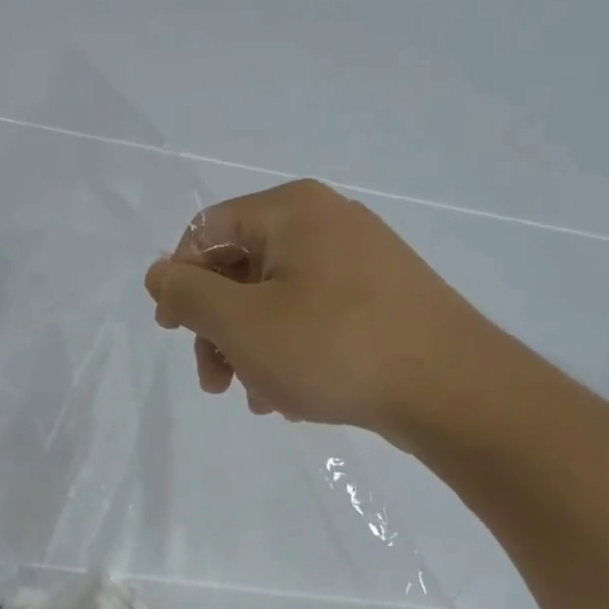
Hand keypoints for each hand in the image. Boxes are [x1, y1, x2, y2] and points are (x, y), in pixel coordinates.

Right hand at [143, 179, 496, 440]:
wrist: (451, 389)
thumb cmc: (333, 347)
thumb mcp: (241, 323)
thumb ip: (188, 294)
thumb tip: (158, 273)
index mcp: (291, 211)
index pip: (206, 231)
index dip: (179, 281)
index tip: (174, 333)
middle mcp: (327, 222)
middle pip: (241, 269)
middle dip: (217, 329)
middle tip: (214, 382)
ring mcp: (361, 260)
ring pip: (276, 300)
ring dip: (251, 350)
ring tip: (256, 398)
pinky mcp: (382, 298)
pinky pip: (314, 317)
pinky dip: (290, 352)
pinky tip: (290, 396)